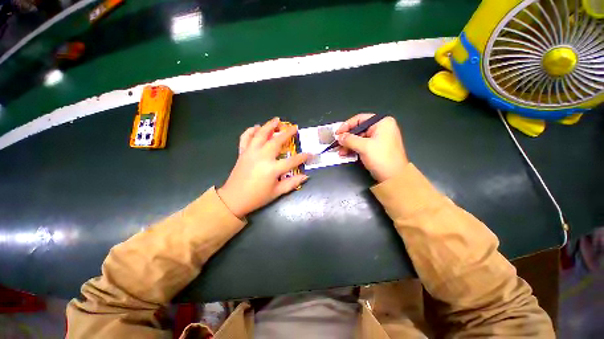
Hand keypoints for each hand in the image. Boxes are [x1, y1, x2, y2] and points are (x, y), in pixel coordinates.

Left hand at [217, 117, 309, 218]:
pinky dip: (250, 131)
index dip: (303, 157)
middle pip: (277, 141)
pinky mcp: (242, 153)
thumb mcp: (277, 193)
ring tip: (276, 120)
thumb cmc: (257, 197)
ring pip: (260, 134)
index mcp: (272, 169)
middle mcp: (262, 157)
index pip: (292, 161)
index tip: (311, 154)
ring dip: (269, 125)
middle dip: (287, 133)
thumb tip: (305, 176)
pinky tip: (256, 127)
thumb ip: (292, 183)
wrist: (233, 199)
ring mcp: (251, 153)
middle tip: (294, 127)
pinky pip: (245, 138)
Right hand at [335, 114, 407, 182]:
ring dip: (348, 145)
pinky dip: (354, 149)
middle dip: (347, 138)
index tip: (337, 133)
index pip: (360, 119)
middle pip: (358, 129)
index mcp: (382, 123)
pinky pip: (362, 145)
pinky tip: (346, 154)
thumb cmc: (381, 158)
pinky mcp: (376, 148)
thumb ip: (349, 139)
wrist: (394, 178)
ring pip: (359, 138)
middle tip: (337, 144)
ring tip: (340, 152)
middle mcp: (381, 128)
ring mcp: (379, 139)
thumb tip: (339, 136)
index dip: (346, 126)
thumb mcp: (364, 147)